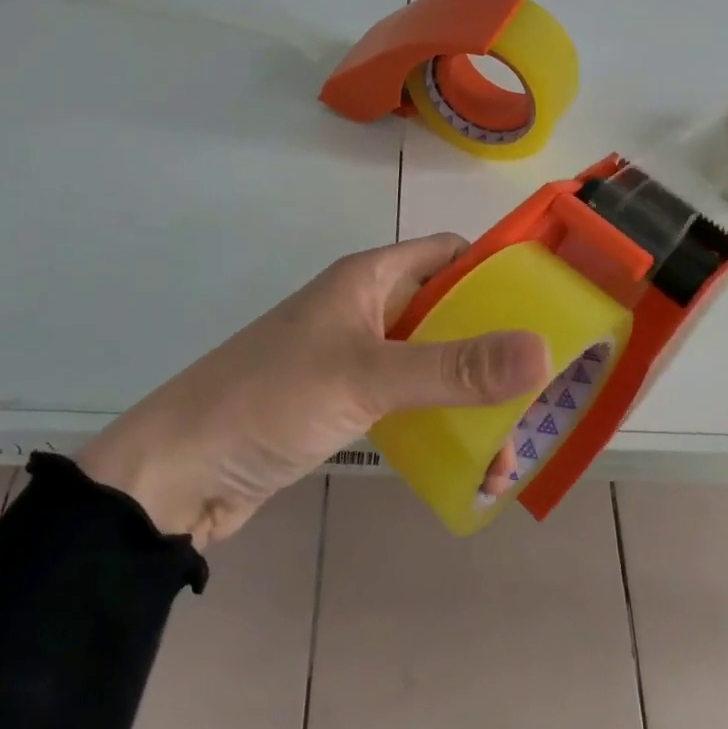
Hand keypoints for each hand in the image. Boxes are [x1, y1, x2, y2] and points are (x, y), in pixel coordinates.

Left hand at [78, 234, 550, 545]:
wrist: (177, 473)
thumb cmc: (269, 400)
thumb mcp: (365, 377)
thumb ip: (454, 366)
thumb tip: (545, 349)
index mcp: (370, 279)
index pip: (450, 255)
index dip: (499, 272)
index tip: (550, 307)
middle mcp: (367, 310)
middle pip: (449, 314)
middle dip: (496, 350)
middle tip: (544, 393)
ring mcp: (356, 359)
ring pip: (433, 365)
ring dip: (473, 399)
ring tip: (512, 450)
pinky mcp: (346, 405)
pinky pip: (410, 404)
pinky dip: (442, 426)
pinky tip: (472, 465)